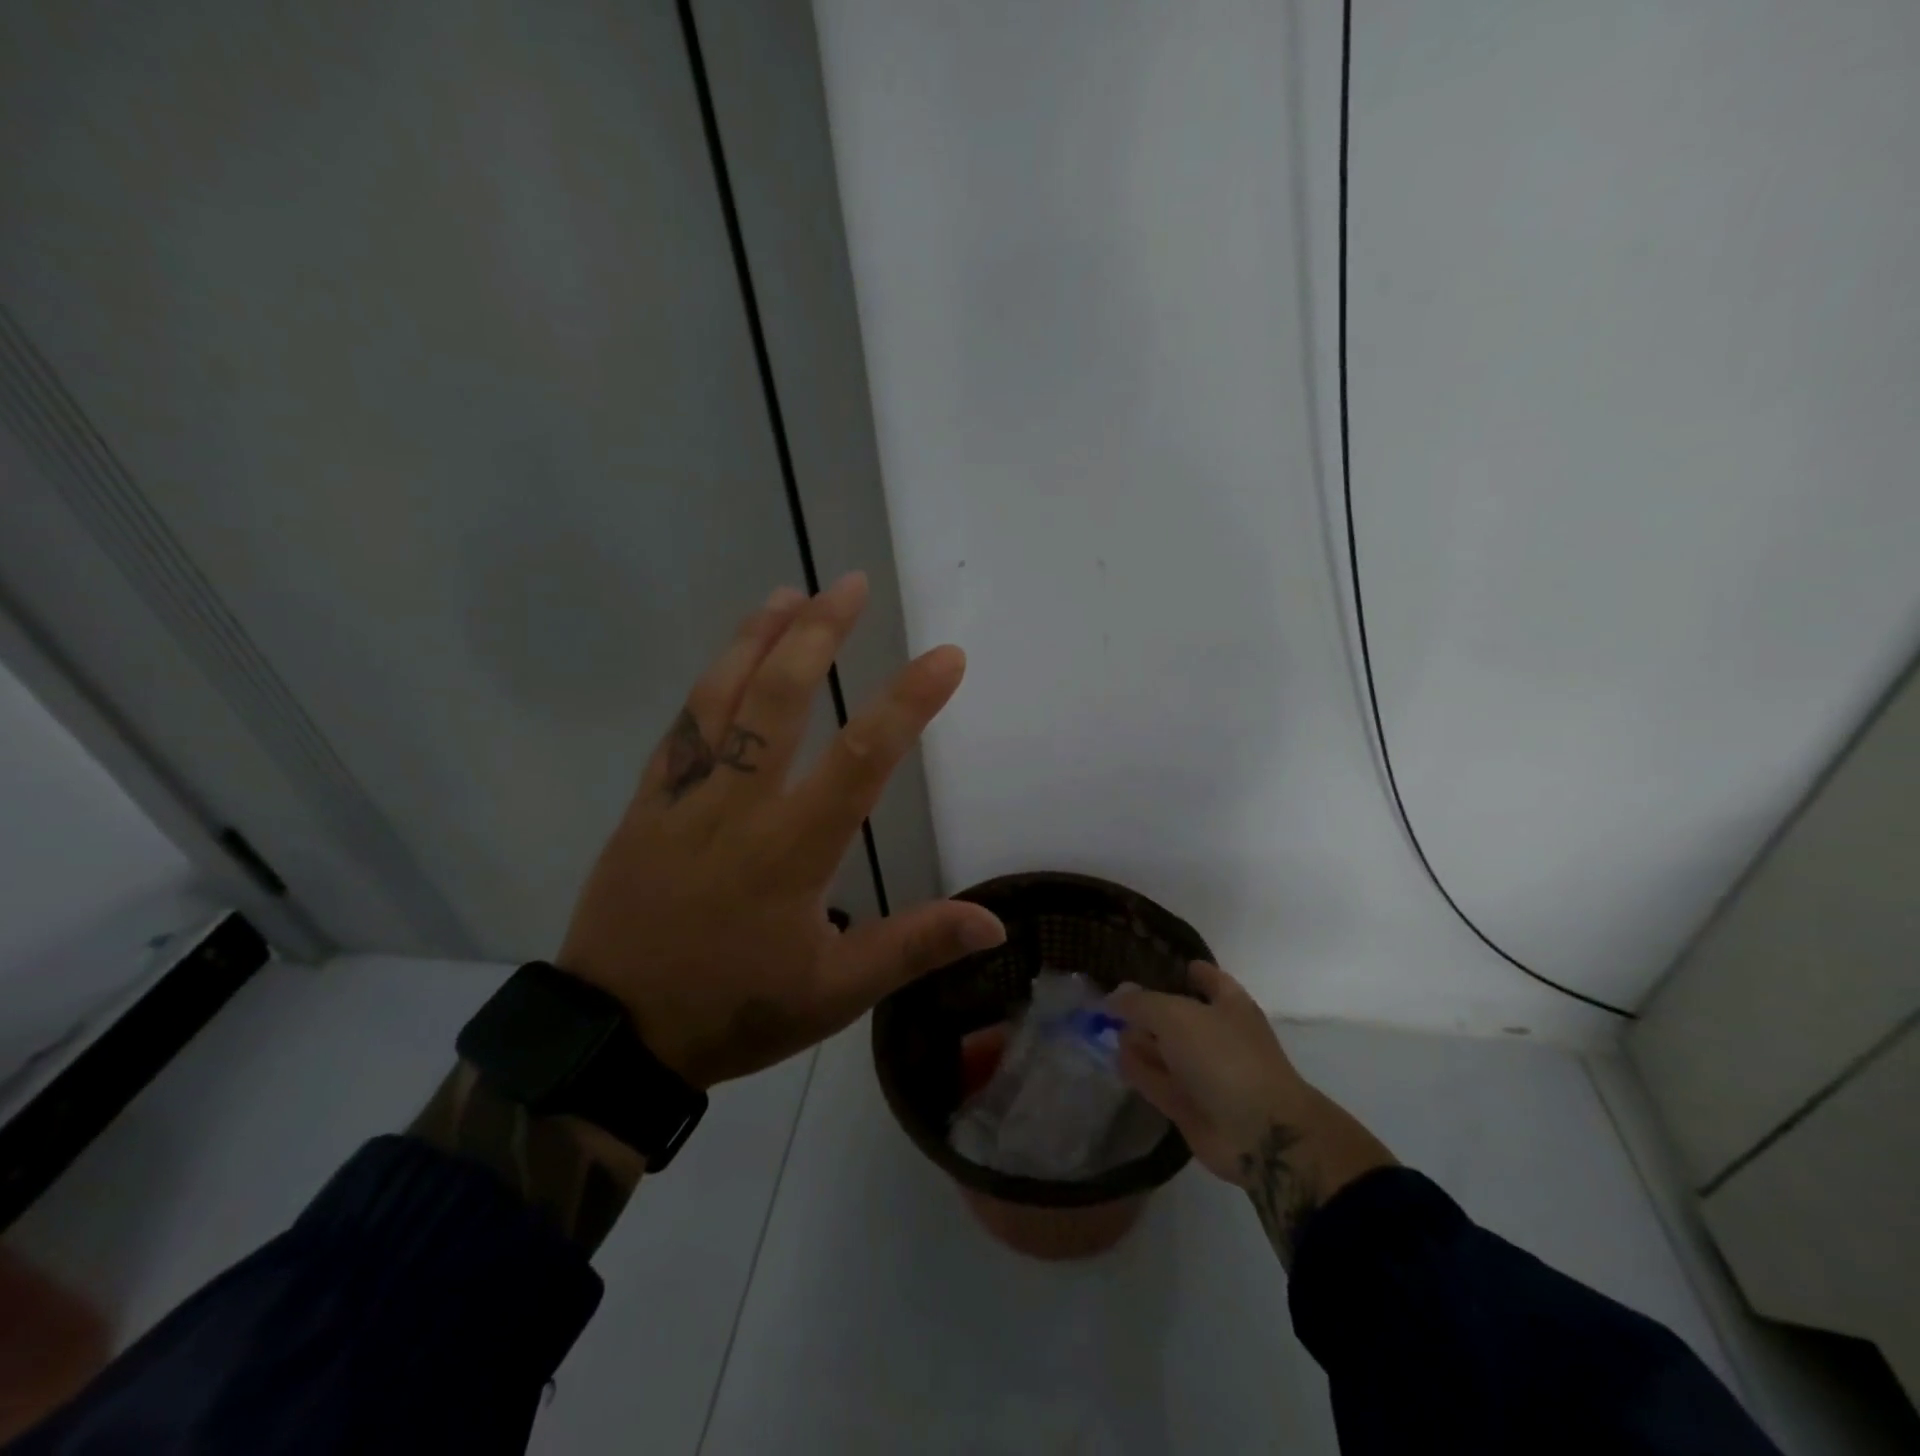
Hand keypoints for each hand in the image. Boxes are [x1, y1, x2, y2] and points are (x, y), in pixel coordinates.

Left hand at [558, 572, 1006, 1087]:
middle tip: (851, 585)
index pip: (862, 758)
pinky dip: (706, 685)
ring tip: (787, 593)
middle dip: (819, 634)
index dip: (908, 701)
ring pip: (719, 698)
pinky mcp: (644, 805)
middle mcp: (738, 806)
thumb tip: (994, 923)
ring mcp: (683, 798)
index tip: (946, 658)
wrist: (615, 1036)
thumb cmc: (734, 1010)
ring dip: (756, 639)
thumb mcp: (834, 994)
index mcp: (792, 848)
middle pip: (780, 699)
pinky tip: (724, 661)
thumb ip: (913, 947)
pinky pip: (678, 730)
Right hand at [1111, 962, 1395, 1267]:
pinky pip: (1157, 1081)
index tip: (1152, 964)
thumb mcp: (1175, 1015)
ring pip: (1164, 1050)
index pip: (1206, 977)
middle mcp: (1216, 1035)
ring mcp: (1203, 1072)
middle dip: (1147, 1009)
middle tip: (1111, 1002)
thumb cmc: (1223, 1056)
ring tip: (1105, 1031)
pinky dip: (1138, 1071)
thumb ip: (1140, 1002)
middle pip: (1177, 1015)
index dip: (1183, 969)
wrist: (1258, 1134)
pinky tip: (1115, 1059)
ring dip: (1138, 1041)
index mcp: (1228, 1004)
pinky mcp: (1189, 1105)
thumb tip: (1114, 996)